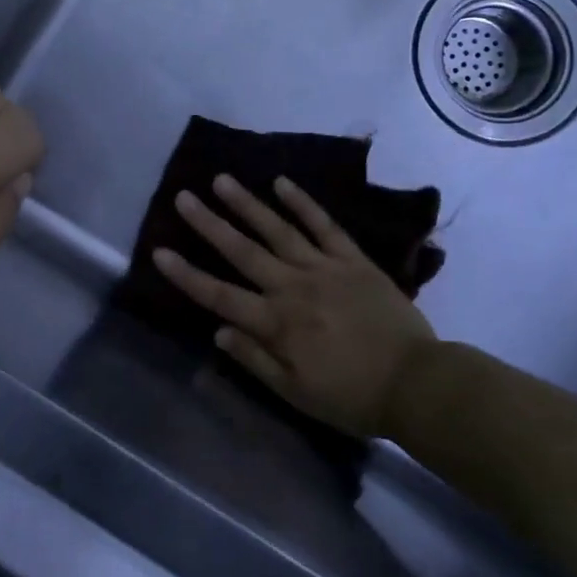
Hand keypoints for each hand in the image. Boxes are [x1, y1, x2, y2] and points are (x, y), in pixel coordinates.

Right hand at [154, 175, 436, 437]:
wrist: (417, 383)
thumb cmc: (352, 396)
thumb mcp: (297, 393)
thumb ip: (255, 360)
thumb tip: (218, 331)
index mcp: (276, 323)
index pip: (220, 295)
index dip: (187, 274)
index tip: (160, 251)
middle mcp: (293, 287)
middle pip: (242, 251)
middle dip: (209, 223)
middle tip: (184, 197)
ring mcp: (324, 268)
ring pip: (277, 230)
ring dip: (247, 204)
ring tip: (222, 180)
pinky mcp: (352, 259)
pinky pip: (324, 225)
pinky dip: (303, 203)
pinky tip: (282, 183)